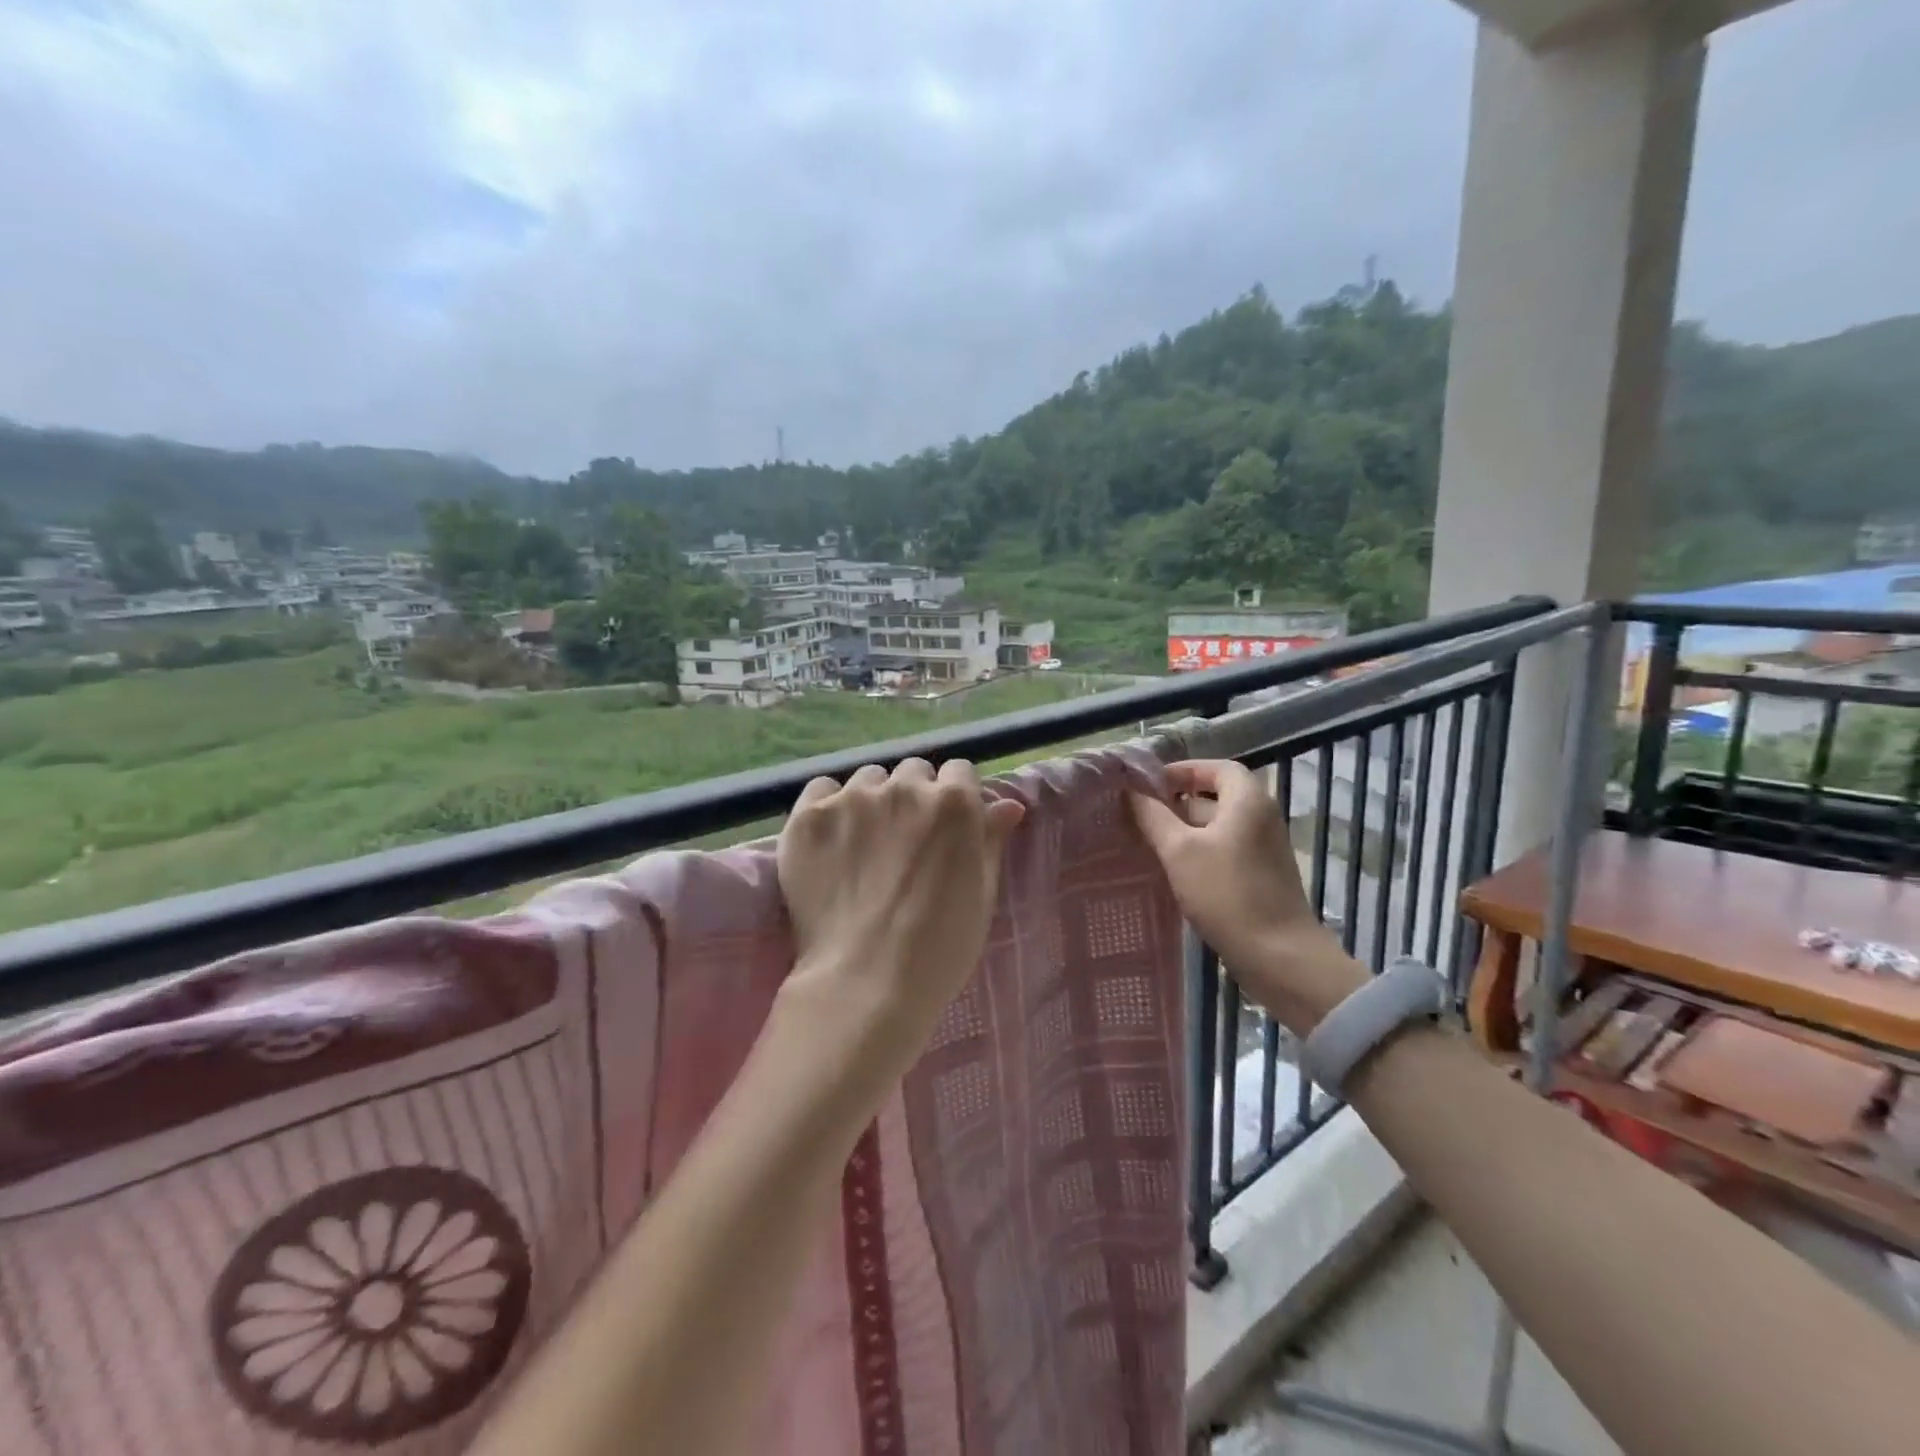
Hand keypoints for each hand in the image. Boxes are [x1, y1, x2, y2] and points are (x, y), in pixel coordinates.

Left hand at [776, 758, 1024, 1082]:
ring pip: (867, 780)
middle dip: (914, 796)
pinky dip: (829, 808)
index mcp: (954, 802)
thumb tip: (1008, 805)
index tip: (947, 828)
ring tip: (864, 844)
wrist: (866, 983)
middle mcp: (904, 788)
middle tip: (906, 840)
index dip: (955, 798)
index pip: (959, 772)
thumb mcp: (981, 893)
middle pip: (912, 772)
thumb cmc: (940, 948)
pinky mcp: (808, 817)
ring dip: (872, 801)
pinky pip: (821, 790)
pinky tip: (831, 841)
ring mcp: (852, 800)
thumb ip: (990, 840)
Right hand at [1130, 760, 1363, 1033]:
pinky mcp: (1260, 877)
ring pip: (1218, 827)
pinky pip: (1224, 851)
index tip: (1149, 785)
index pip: (1216, 768)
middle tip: (1140, 815)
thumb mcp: (1179, 851)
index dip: (1183, 771)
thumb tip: (1132, 793)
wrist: (1277, 955)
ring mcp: (1263, 849)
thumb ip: (1153, 817)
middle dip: (1177, 803)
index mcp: (1248, 800)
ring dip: (1184, 831)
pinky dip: (1199, 853)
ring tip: (1148, 843)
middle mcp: (1261, 817)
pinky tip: (1172, 871)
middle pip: (1215, 797)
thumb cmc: (1226, 893)